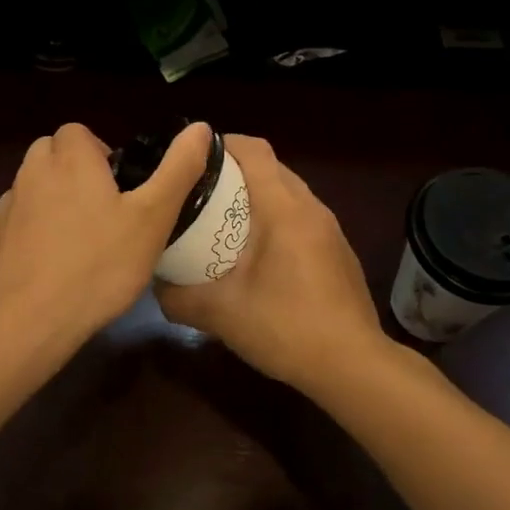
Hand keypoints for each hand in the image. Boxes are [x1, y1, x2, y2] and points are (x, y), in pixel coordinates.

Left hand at [0, 120, 213, 349]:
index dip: (101, 153)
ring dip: (55, 198)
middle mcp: (33, 172)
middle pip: (53, 153)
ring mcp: (9, 206)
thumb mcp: (152, 218)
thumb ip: (178, 170)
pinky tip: (55, 262)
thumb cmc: (98, 264)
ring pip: (34, 185)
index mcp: (71, 159)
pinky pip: (19, 220)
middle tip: (107, 210)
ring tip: (84, 239)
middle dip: (77, 170)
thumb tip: (201, 128)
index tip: (122, 188)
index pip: (78, 132)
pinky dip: (35, 229)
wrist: (26, 321)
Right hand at [156, 135, 391, 393]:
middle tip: (199, 192)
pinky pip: (301, 217)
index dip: (222, 144)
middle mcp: (311, 208)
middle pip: (271, 168)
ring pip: (288, 193)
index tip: (192, 158)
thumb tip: (155, 285)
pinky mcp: (338, 251)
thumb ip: (179, 297)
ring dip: (257, 197)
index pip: (254, 150)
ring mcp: (330, 229)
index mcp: (283, 208)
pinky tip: (258, 256)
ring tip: (223, 221)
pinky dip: (276, 219)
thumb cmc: (286, 327)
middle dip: (234, 171)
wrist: (353, 365)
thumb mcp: (221, 314)